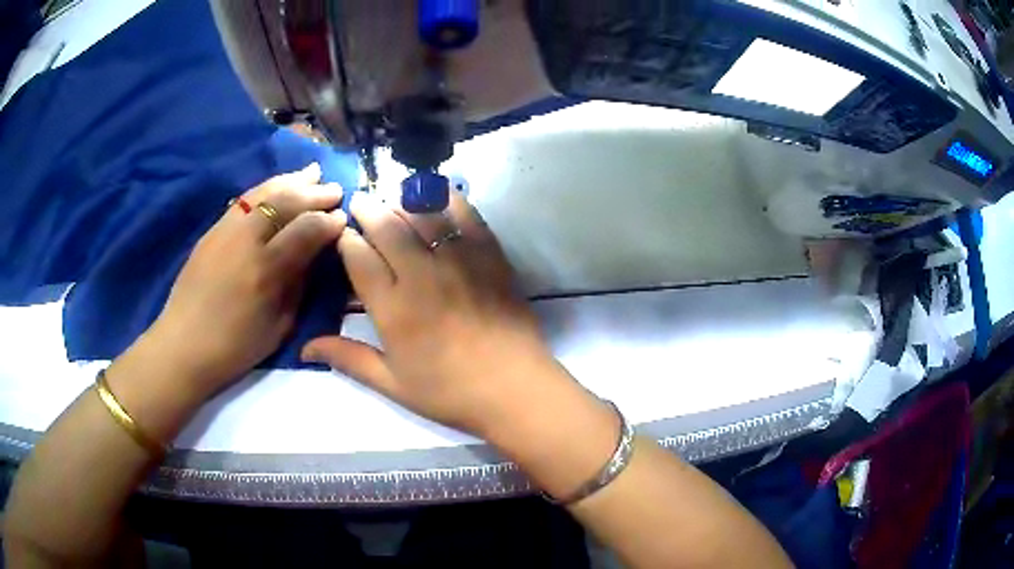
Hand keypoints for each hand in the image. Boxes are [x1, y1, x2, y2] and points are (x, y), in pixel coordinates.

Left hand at [148, 163, 345, 396]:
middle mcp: (245, 240)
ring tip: (312, 173)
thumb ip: (298, 285)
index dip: (328, 221)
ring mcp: (225, 230)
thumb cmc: (236, 347)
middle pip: (285, 201)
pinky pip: (245, 199)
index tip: (343, 217)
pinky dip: (267, 188)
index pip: (306, 230)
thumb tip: (314, 255)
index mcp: (266, 270)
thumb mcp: (279, 326)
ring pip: (263, 192)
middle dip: (314, 193)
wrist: (184, 345)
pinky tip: (279, 186)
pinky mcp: (212, 230)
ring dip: (291, 181)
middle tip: (335, 189)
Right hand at [302, 191, 563, 435]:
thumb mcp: (393, 384)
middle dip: (368, 208)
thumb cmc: (450, 393)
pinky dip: (448, 198)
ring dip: (402, 199)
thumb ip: (348, 359)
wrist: (515, 389)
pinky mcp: (490, 255)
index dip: (346, 239)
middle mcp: (421, 275)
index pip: (358, 256)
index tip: (343, 233)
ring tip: (393, 198)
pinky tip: (437, 194)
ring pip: (422, 213)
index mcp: (392, 308)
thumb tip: (303, 347)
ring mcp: (458, 260)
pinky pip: (466, 215)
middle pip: (387, 225)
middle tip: (361, 202)